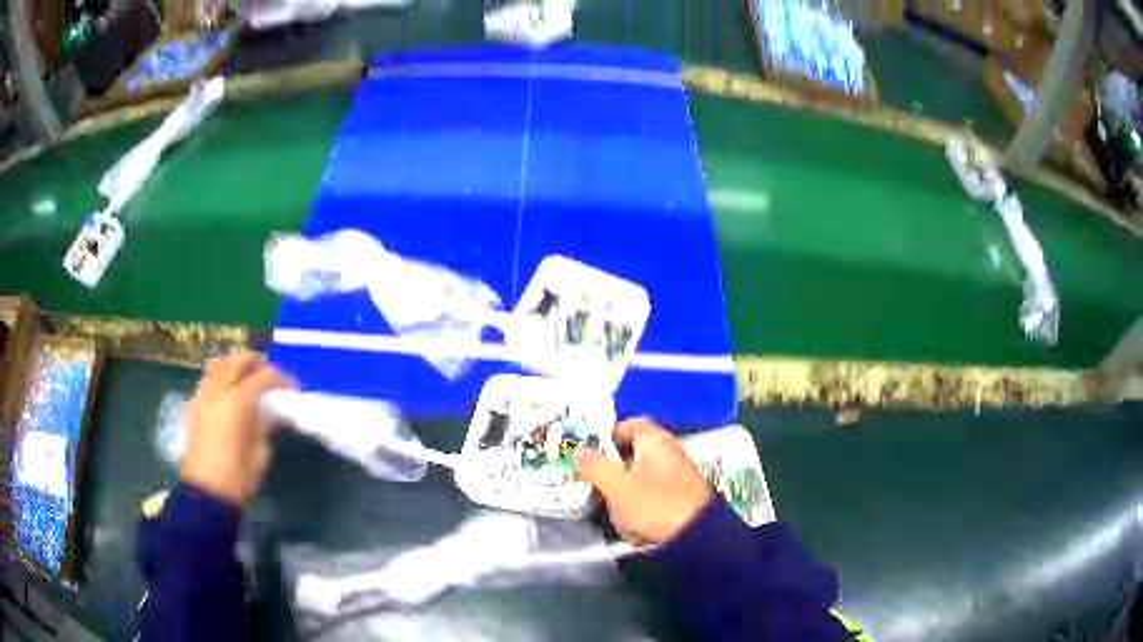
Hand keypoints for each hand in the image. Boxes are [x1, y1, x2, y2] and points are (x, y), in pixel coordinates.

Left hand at [181, 352, 295, 506]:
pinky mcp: (194, 404)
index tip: (293, 388)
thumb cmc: (238, 478)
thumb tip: (273, 412)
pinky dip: (221, 374)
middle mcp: (218, 390)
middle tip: (272, 376)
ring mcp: (203, 394)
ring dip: (236, 364)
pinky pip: (208, 377)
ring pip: (220, 363)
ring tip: (248, 376)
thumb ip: (266, 425)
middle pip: (239, 360)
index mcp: (238, 402)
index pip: (264, 376)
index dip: (282, 379)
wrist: (206, 493)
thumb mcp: (260, 453)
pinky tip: (229, 389)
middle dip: (258, 363)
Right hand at [574, 418, 712, 543]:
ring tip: (623, 518)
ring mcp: (674, 477)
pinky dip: (639, 512)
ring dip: (623, 501)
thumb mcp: (617, 486)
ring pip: (636, 482)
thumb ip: (594, 466)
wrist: (697, 537)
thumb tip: (577, 450)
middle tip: (598, 492)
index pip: (629, 425)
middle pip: (629, 456)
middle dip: (611, 478)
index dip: (607, 436)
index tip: (590, 455)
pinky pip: (649, 500)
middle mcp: (667, 453)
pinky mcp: (677, 499)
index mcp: (655, 440)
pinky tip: (636, 529)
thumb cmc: (655, 504)